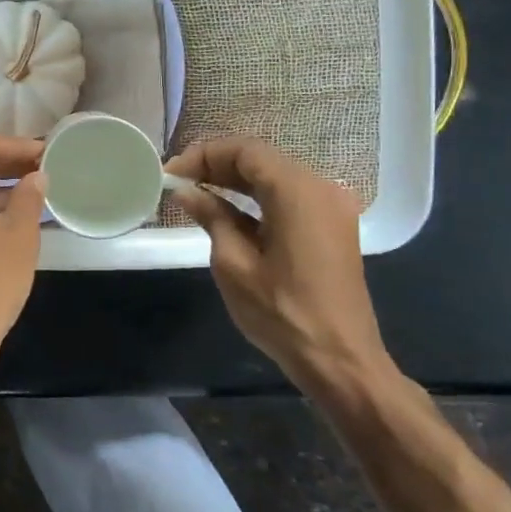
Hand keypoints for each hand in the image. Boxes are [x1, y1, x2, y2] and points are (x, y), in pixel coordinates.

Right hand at [165, 137, 394, 398]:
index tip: (170, 174)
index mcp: (297, 191)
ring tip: (197, 193)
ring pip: (275, 176)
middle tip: (179, 182)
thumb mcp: (233, 263)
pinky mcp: (333, 227)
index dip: (203, 156)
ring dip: (236, 180)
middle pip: (262, 159)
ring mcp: (332, 207)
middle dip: (217, 165)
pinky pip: (290, 196)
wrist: (340, 360)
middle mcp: (320, 188)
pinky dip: (258, 197)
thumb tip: (186, 191)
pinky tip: (229, 210)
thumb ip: (211, 217)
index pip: (245, 151)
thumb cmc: (281, 312)